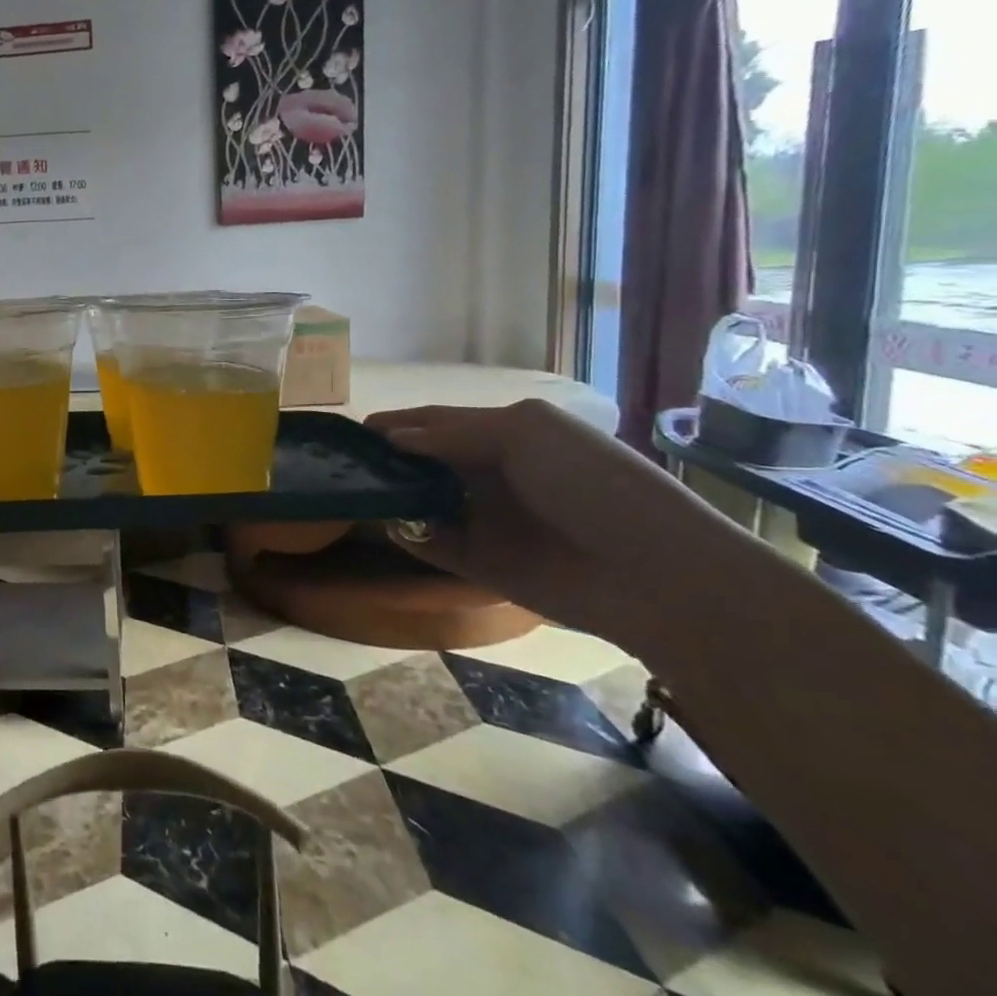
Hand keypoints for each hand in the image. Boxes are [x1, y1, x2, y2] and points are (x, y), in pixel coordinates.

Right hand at [371, 399, 763, 647]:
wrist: (653, 573)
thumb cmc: (592, 485)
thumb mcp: (524, 435)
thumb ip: (452, 432)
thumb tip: (391, 438)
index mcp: (505, 434)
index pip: (437, 422)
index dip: (397, 423)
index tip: (353, 428)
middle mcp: (489, 473)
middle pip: (423, 461)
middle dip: (386, 459)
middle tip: (343, 461)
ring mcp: (483, 519)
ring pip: (420, 502)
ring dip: (391, 496)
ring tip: (356, 491)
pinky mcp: (479, 562)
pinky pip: (429, 543)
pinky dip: (407, 534)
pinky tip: (393, 525)